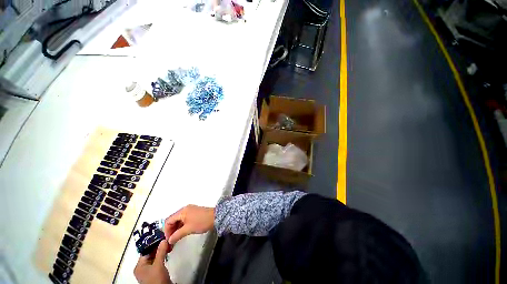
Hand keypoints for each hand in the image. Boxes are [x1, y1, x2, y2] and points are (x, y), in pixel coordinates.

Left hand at [134, 241, 171, 283]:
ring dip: (161, 251)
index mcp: (139, 266)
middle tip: (167, 239)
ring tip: (169, 243)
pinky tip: (168, 251)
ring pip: (155, 257)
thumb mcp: (158, 265)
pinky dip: (163, 256)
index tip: (163, 236)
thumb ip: (160, 252)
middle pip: (150, 253)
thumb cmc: (156, 279)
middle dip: (159, 247)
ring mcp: (149, 270)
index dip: (154, 243)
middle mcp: (143, 267)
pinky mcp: (156, 272)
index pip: (146, 251)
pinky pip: (158, 261)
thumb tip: (164, 239)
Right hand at [164, 205, 213, 243]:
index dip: (166, 231)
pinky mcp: (194, 213)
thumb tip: (169, 241)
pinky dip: (181, 226)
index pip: (168, 220)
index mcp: (182, 211)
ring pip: (178, 220)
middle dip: (171, 230)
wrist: (215, 217)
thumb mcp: (188, 229)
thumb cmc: (201, 222)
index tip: (168, 240)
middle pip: (173, 220)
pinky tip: (182, 233)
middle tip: (171, 241)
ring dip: (176, 229)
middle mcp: (185, 209)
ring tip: (176, 239)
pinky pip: (184, 220)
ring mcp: (190, 210)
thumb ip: (177, 235)